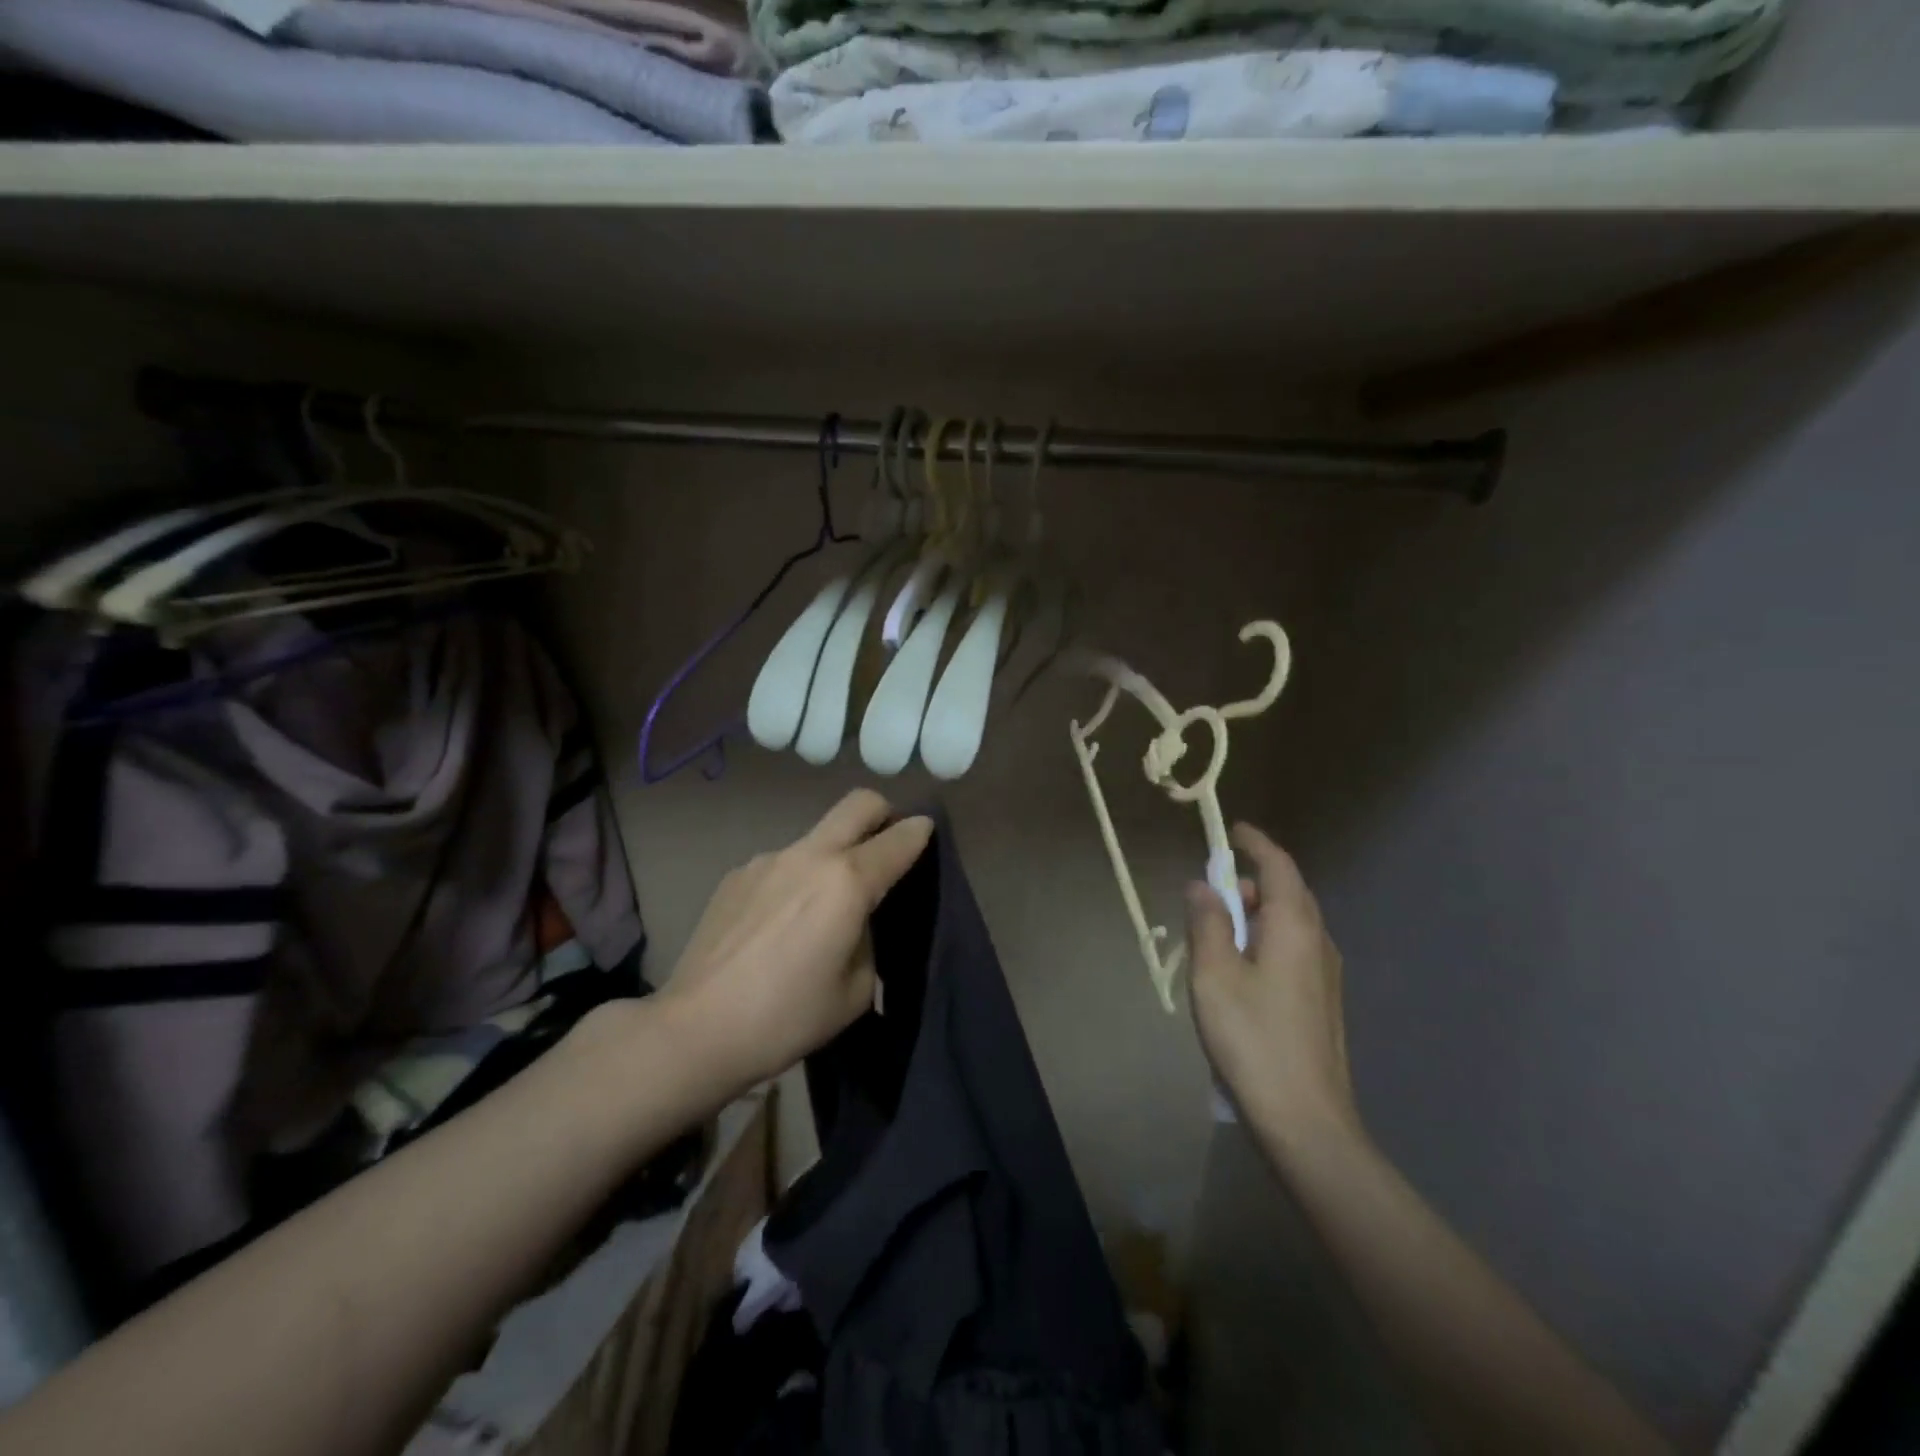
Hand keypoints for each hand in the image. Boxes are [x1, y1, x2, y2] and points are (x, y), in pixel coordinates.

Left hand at [661, 789, 933, 1093]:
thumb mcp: (855, 990)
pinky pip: (782, 863)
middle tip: (886, 844)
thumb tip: (856, 921)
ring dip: (834, 854)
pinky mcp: (737, 874)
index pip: (899, 838)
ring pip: (817, 836)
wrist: (696, 1029)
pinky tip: (778, 924)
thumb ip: (868, 940)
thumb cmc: (786, 1016)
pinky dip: (796, 879)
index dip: (921, 832)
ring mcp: (768, 859)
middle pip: (859, 804)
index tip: (926, 834)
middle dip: (884, 813)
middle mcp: (810, 855)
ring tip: (821, 909)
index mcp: (847, 882)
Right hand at [1186, 823, 1361, 1150]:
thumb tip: (1202, 886)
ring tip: (1215, 935)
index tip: (1232, 829)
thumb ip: (1207, 923)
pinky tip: (1239, 969)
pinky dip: (1264, 939)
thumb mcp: (1214, 975)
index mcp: (1294, 927)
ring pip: (1289, 922)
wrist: (1306, 1120)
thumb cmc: (1253, 1038)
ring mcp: (1326, 973)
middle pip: (1286, 892)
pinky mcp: (1322, 1000)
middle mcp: (1318, 941)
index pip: (1278, 866)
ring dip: (1254, 913)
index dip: (1256, 843)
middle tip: (1209, 894)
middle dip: (1248, 882)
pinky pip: (1292, 948)